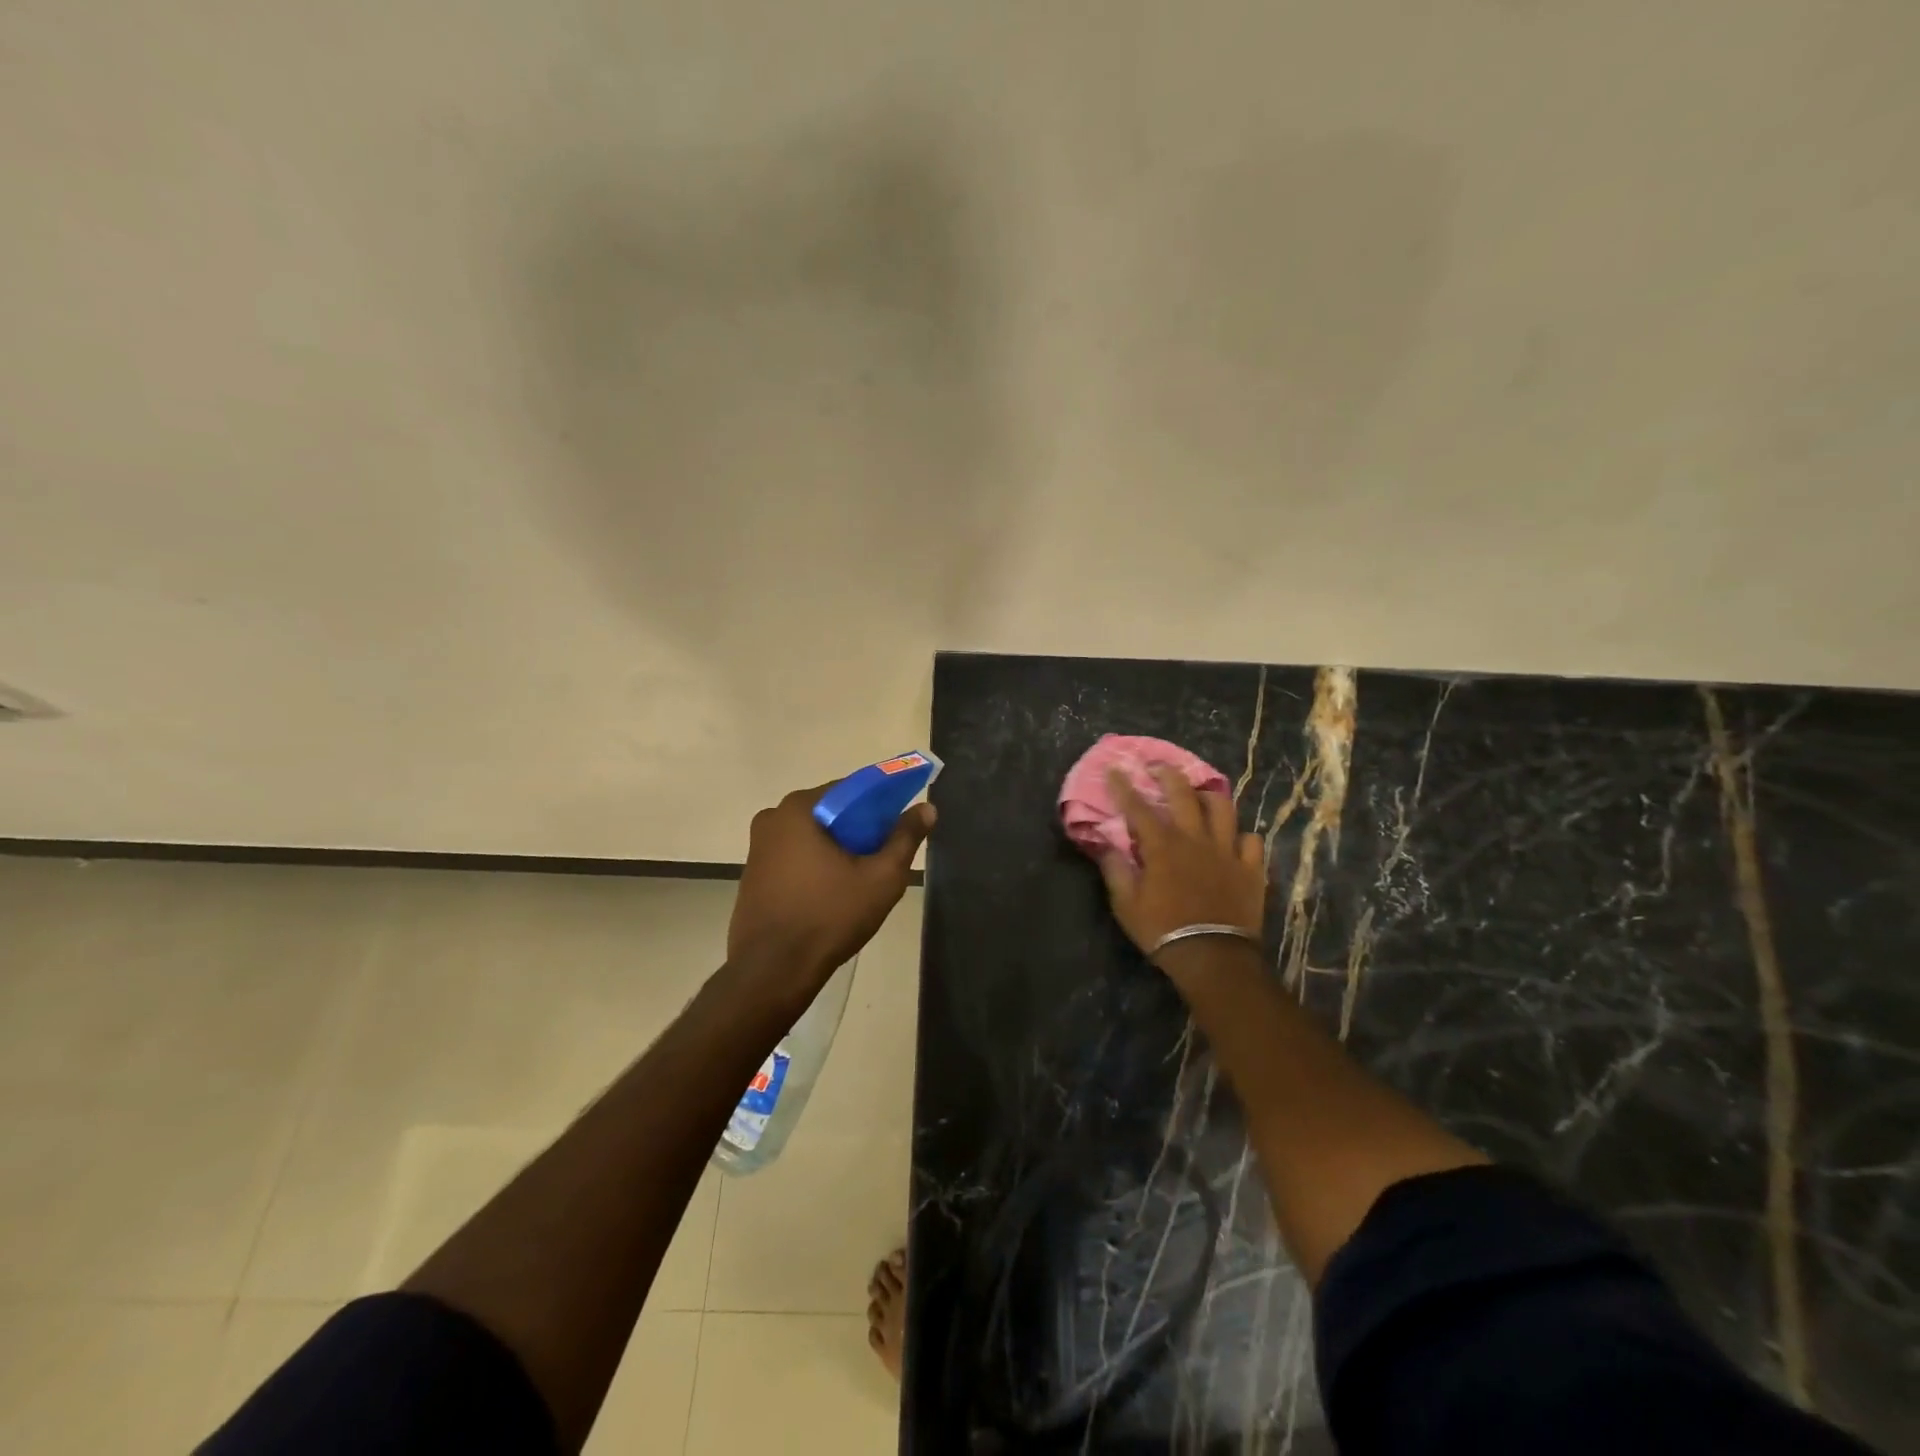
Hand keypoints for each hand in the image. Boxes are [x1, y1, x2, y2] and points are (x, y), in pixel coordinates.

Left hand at [728, 783, 934, 993]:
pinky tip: (833, 892)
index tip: (899, 825)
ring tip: (862, 878)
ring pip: (812, 836)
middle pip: (831, 812)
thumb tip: (927, 808)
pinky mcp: (753, 874)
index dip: (881, 804)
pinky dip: (816, 864)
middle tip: (884, 856)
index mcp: (800, 809)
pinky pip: (794, 856)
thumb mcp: (881, 878)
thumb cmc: (829, 917)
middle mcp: (773, 817)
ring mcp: (758, 847)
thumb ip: (905, 838)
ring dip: (838, 848)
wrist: (772, 972)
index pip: (851, 789)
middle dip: (860, 829)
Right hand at [1099, 765, 1265, 963]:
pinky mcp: (1251, 869)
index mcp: (1163, 846)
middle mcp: (1195, 839)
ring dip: (1208, 796)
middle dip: (1168, 775)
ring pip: (1223, 809)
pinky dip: (1240, 836)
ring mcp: (1227, 852)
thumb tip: (1105, 844)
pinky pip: (1251, 841)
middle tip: (1158, 766)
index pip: (1138, 807)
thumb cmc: (1163, 931)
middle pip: (1184, 794)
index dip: (1124, 787)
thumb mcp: (1126, 905)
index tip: (1115, 769)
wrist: (1213, 957)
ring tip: (1200, 794)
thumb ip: (1115, 870)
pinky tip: (1233, 839)